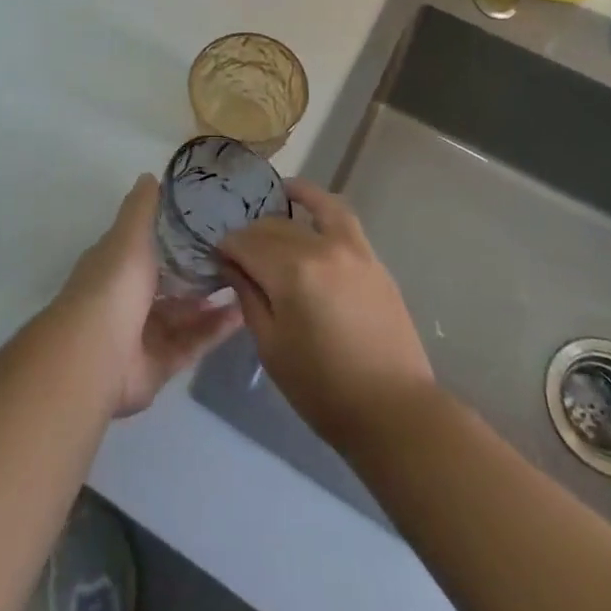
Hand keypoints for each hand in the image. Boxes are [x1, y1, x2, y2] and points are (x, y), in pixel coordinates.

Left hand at [59, 174, 242, 416]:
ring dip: (212, 302)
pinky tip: (243, 314)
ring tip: (248, 283)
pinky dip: (215, 330)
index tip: (208, 224)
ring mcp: (143, 334)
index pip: (147, 246)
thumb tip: (150, 175)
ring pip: (184, 315)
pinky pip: (192, 344)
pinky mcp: (160, 364)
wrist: (97, 354)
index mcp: (117, 265)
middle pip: (169, 283)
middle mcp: (128, 298)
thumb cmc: (114, 284)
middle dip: (198, 272)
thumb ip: (142, 207)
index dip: (174, 236)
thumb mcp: (129, 234)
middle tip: (237, 256)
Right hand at [219, 179, 433, 447]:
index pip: (245, 244)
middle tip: (239, 256)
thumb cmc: (322, 388)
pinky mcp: (370, 256)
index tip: (217, 260)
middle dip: (250, 237)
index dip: (226, 250)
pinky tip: (304, 200)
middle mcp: (319, 248)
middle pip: (272, 228)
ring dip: (283, 208)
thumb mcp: (271, 346)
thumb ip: (248, 296)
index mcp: (290, 273)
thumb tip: (230, 264)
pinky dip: (319, 202)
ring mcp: (350, 248)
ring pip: (306, 213)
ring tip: (269, 203)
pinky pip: (340, 216)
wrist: (392, 410)